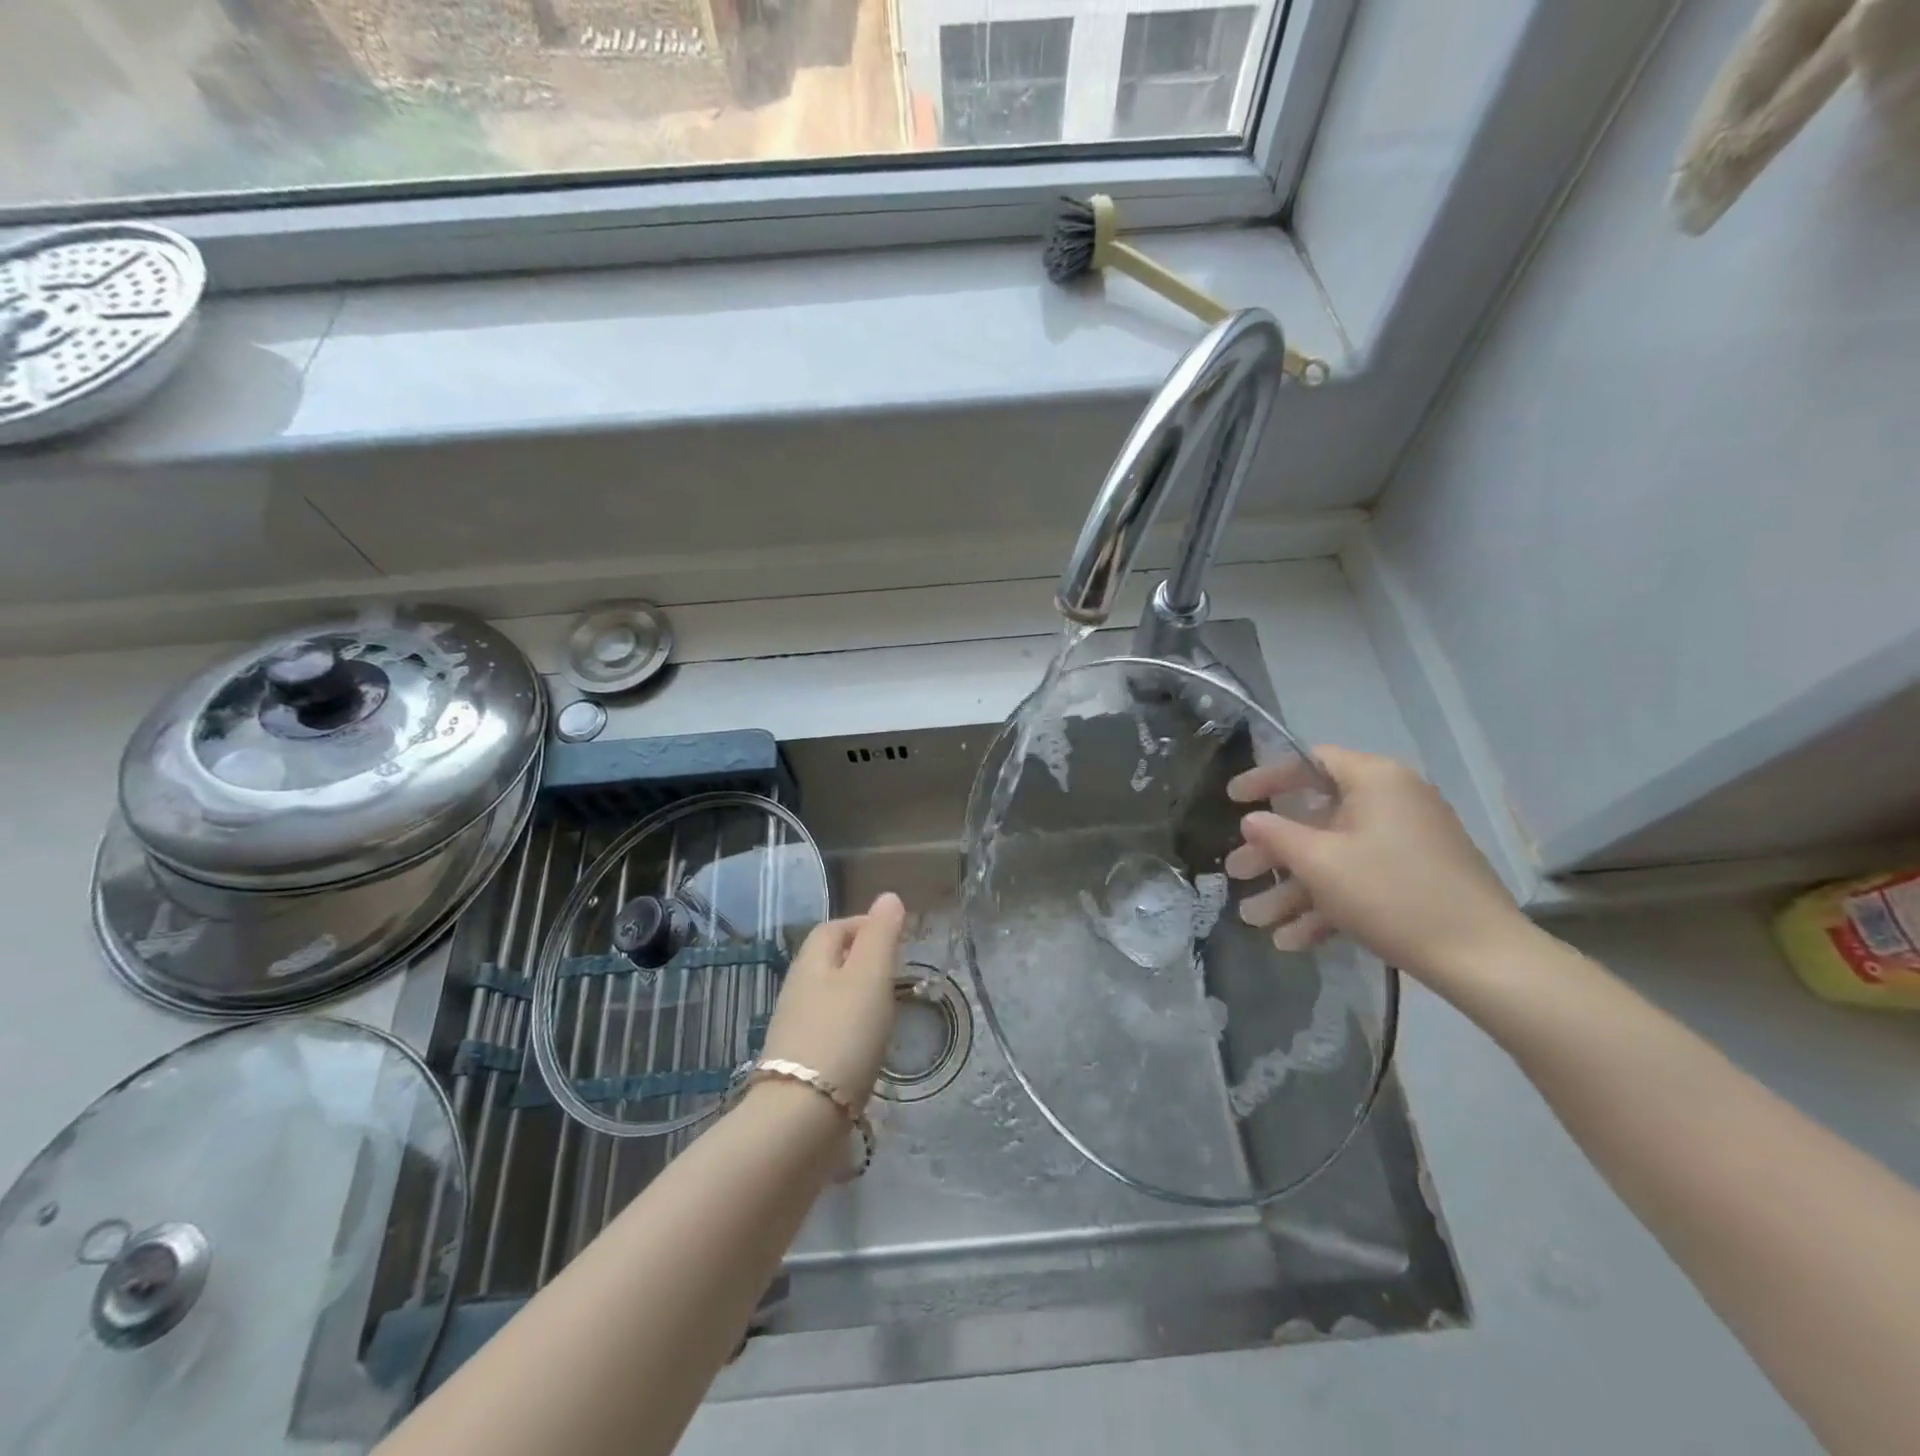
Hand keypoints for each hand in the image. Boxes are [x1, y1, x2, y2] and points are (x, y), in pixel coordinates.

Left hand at [759, 892, 905, 1109]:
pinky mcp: (799, 1066)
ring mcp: (794, 1031)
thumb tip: (888, 896)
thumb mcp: (870, 977)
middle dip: (860, 959)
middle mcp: (796, 991)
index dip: (863, 924)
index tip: (895, 937)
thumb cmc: (842, 1035)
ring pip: (827, 998)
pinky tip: (867, 1047)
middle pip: (828, 962)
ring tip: (886, 1009)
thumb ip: (881, 935)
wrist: (801, 1119)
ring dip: (855, 996)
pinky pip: (827, 1032)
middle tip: (896, 972)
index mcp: (811, 963)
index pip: (833, 928)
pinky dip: (849, 1029)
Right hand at [1223, 747, 1531, 989]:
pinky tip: (1292, 940)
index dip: (1266, 778)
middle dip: (1272, 851)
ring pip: (1335, 856)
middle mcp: (1393, 802)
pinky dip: (1327, 903)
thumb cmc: (1392, 894)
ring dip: (1293, 887)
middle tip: (1237, 872)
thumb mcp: (1320, 863)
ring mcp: (1407, 842)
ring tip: (1254, 919)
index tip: (1232, 799)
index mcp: (1375, 781)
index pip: (1310, 762)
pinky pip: (1360, 879)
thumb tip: (1251, 819)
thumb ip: (1277, 834)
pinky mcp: (1417, 878)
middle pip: (1317, 817)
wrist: (1484, 959)